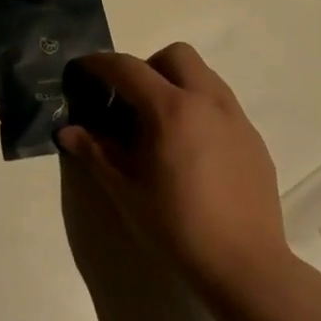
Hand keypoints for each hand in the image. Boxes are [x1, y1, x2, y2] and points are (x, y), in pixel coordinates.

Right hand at [59, 43, 292, 303]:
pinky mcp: (253, 138)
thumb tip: (68, 131)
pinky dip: (200, 108)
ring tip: (161, 124)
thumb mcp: (126, 190)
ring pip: (203, 75)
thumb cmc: (177, 227)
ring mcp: (235, 118)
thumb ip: (96, 152)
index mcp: (171, 110)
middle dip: (148, 66)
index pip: (128, 68)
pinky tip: (191, 149)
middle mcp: (207, 101)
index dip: (100, 64)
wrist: (245, 265)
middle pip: (175, 55)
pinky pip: (222, 103)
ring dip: (177, 83)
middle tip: (132, 100)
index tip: (83, 69)